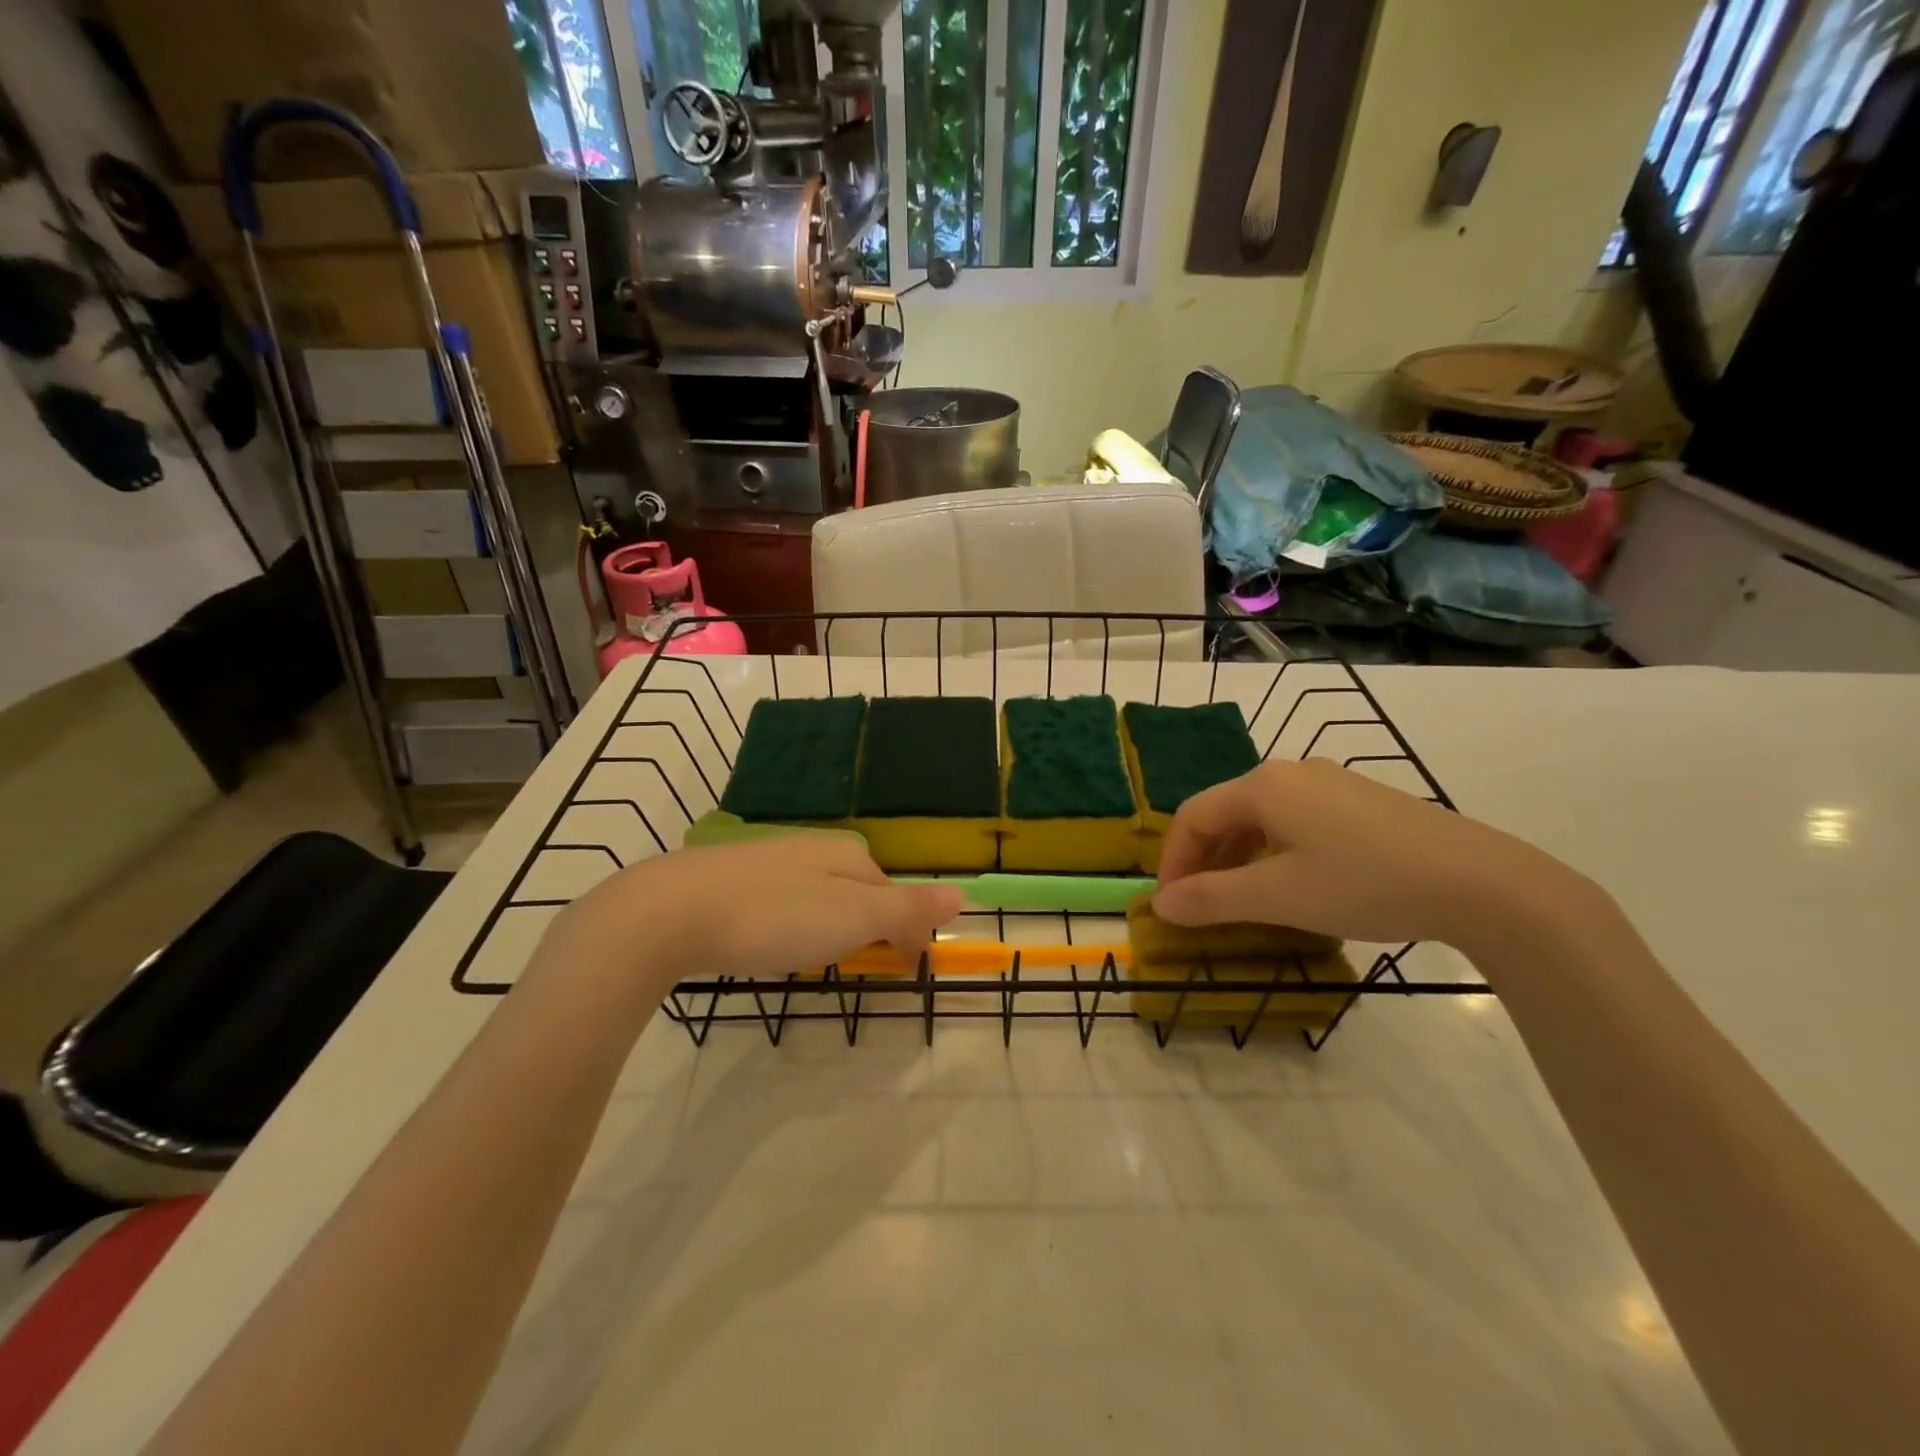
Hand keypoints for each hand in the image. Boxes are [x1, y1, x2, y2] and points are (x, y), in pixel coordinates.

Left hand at [549, 836, 964, 988]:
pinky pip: (780, 904)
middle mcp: (811, 849)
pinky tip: (770, 945)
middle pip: (857, 891)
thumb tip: (963, 895)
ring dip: (828, 929)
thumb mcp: (852, 916)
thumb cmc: (774, 916)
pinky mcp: (731, 881)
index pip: (893, 892)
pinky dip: (789, 927)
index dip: (904, 933)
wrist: (671, 911)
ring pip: (817, 897)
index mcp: (845, 855)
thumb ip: (906, 907)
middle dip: (866, 929)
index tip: (900, 974)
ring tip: (814, 962)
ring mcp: (768, 862)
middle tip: (854, 971)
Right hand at [1153, 758, 1590, 947]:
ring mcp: (1332, 783)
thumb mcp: (1278, 897)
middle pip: (1226, 813)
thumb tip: (1160, 905)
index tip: (1171, 905)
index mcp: (1263, 786)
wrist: (1480, 882)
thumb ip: (1212, 899)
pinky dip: (1275, 852)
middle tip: (1201, 905)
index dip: (1173, 861)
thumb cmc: (1364, 883)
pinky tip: (1293, 884)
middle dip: (1205, 860)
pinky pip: (1297, 821)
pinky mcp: (1362, 802)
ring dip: (1239, 858)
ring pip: (1262, 818)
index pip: (1193, 816)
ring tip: (1242, 900)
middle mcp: (1291, 773)